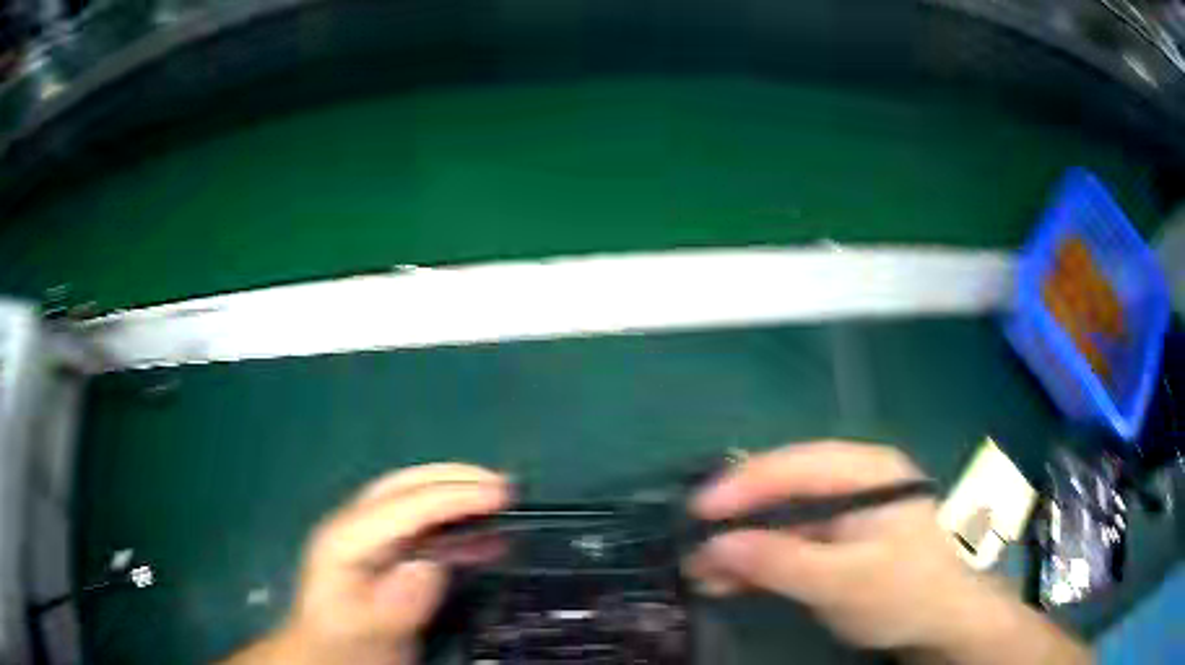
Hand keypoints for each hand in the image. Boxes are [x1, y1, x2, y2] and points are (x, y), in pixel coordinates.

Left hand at [222, 464, 509, 664]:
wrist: (326, 655)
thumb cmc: (342, 643)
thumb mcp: (365, 630)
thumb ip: (394, 601)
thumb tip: (430, 566)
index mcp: (346, 539)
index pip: (403, 506)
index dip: (452, 496)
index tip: (499, 494)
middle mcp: (356, 527)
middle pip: (405, 488)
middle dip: (455, 479)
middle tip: (504, 485)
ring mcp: (370, 539)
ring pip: (416, 504)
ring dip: (458, 497)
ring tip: (501, 501)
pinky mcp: (384, 555)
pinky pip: (424, 531)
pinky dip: (456, 527)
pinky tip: (484, 540)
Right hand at [685, 441, 991, 650]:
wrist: (942, 622)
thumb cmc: (905, 593)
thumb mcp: (843, 581)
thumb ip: (780, 562)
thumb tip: (715, 545)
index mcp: (866, 472)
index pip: (796, 466)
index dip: (744, 485)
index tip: (699, 511)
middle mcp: (852, 482)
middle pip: (784, 489)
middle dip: (737, 520)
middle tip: (692, 544)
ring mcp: (844, 512)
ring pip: (781, 519)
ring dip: (742, 546)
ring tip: (700, 572)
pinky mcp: (836, 541)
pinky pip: (789, 543)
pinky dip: (759, 562)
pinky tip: (728, 580)